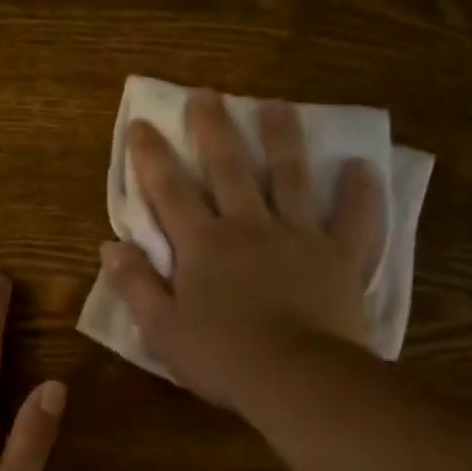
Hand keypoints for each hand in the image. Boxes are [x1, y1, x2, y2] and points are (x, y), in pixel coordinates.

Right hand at [102, 91, 383, 407]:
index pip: (170, 191)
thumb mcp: (162, 330)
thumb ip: (136, 286)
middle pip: (229, 167)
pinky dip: (358, 192)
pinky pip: (354, 219)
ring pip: (291, 176)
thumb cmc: (221, 357)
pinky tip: (361, 165)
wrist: (294, 377)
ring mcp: (299, 236)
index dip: (152, 156)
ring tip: (275, 105)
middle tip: (207, 93)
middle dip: (213, 128)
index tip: (141, 122)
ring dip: (281, 138)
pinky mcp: (340, 257)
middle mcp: (249, 226)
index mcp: (203, 245)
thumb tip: (110, 247)